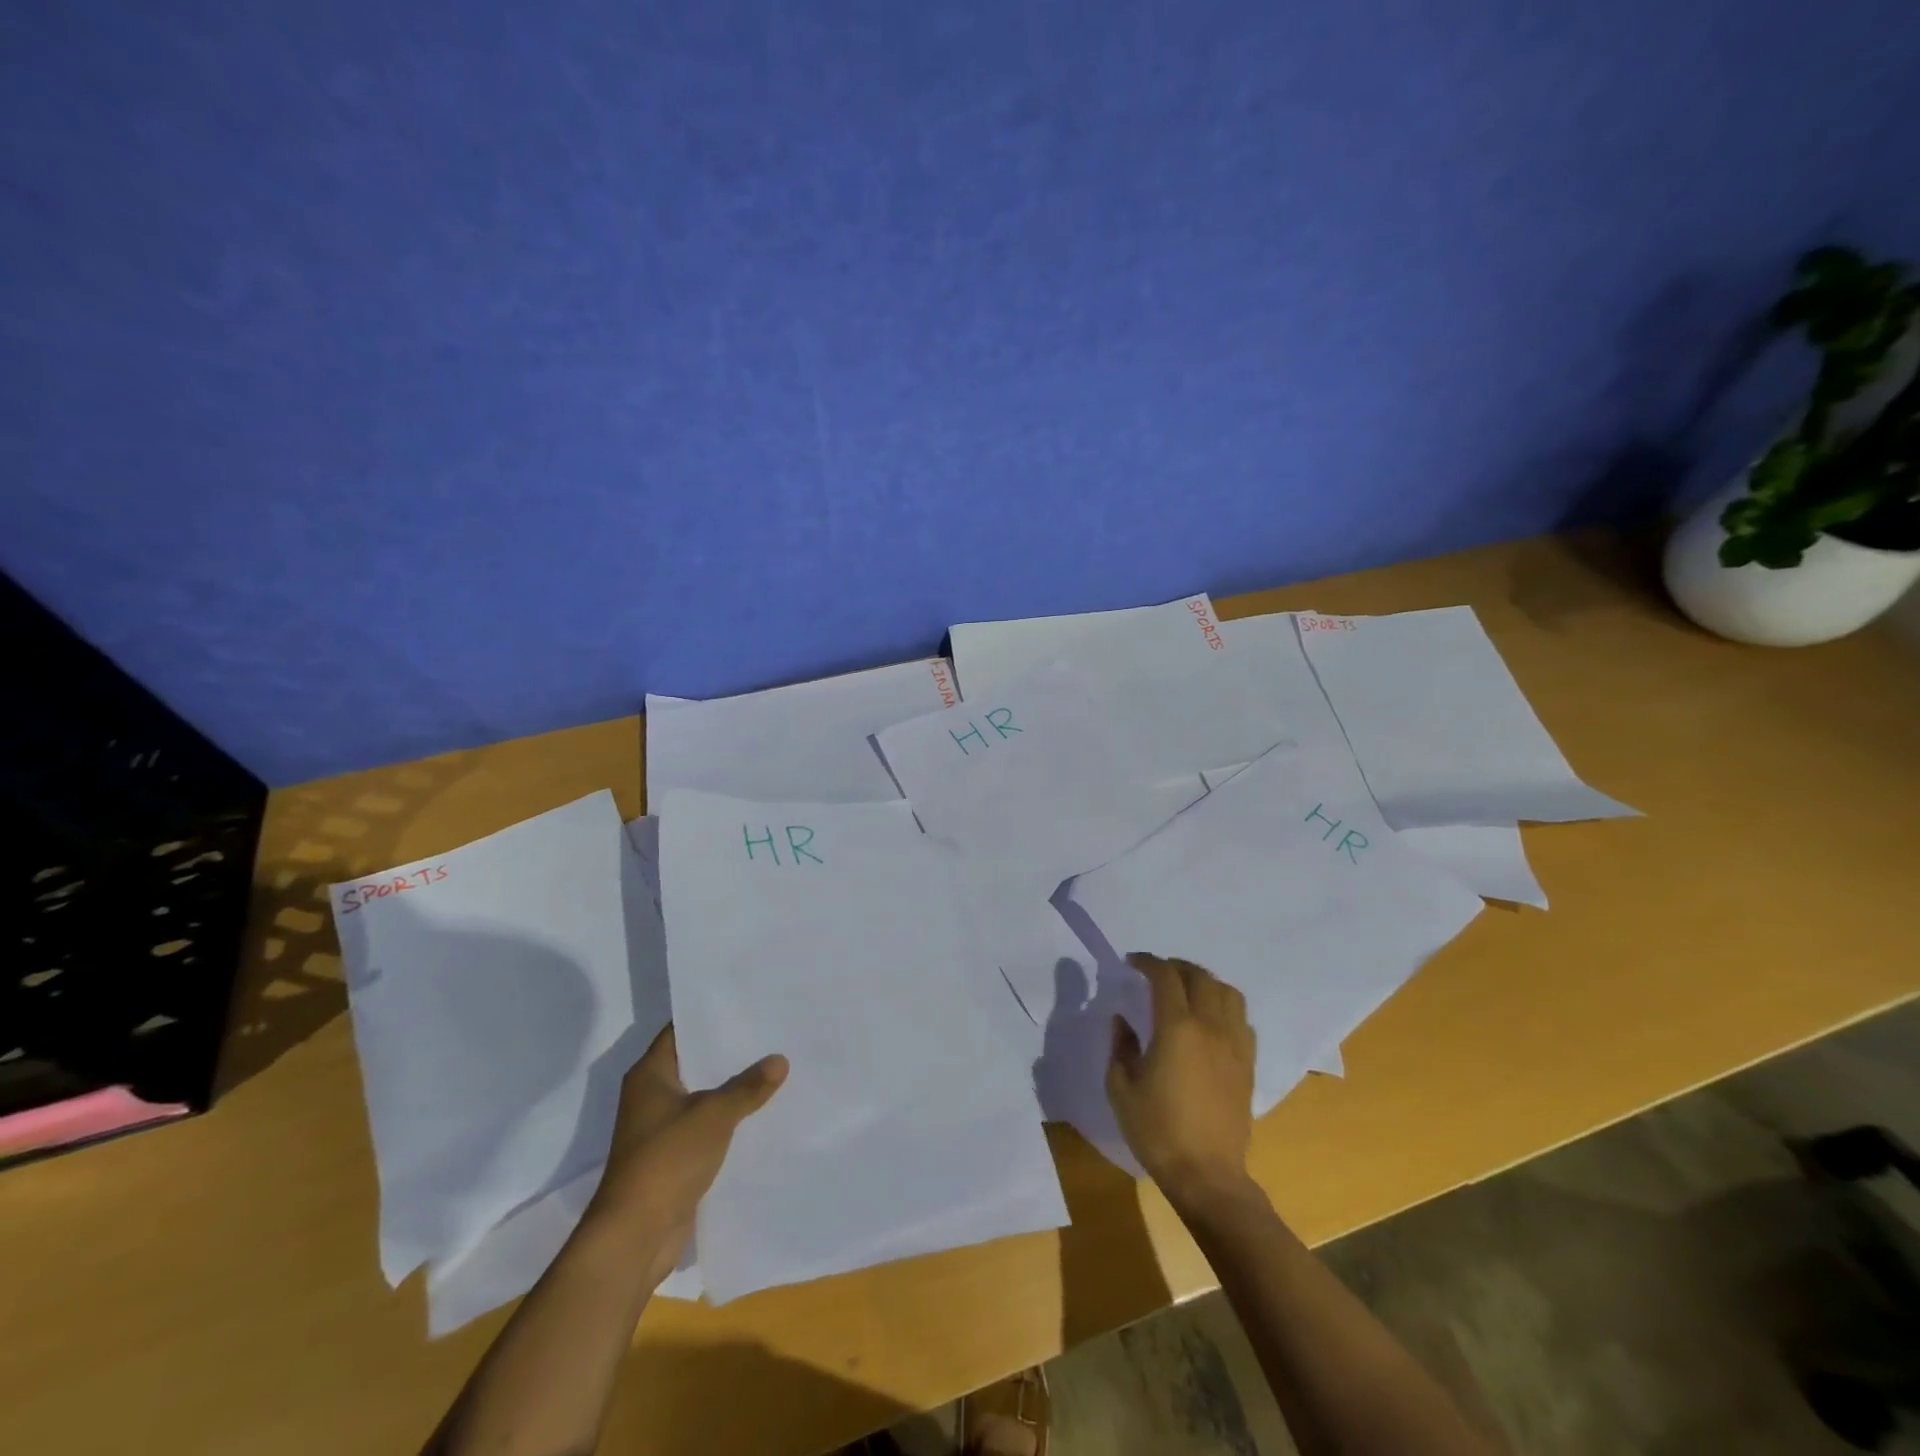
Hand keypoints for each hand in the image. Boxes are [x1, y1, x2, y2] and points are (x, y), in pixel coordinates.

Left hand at [585, 1024, 787, 1282]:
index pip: (681, 1030)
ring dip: (733, 1086)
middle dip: (730, 1051)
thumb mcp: (715, 1115)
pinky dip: (730, 1117)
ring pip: (705, 1094)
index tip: (747, 1003)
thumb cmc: (667, 1159)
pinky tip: (763, 1109)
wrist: (636, 1235)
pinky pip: (707, 1124)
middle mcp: (652, 1095)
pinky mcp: (675, 1154)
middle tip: (771, 1031)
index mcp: (650, 1074)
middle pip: (696, 1061)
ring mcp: (662, 1126)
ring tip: (775, 1064)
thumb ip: (748, 1086)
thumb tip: (780, 1060)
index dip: (711, 1016)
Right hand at [1107, 953, 1256, 1208]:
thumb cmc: (1156, 1131)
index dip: (1147, 962)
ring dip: (1205, 982)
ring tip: (1187, 990)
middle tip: (1156, 973)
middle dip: (1176, 966)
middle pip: (1199, 976)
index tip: (1131, 963)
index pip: (1165, 976)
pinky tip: (1211, 1021)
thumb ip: (1120, 1046)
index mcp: (1176, 1028)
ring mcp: (1234, 1044)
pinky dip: (1225, 1008)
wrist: (1207, 1174)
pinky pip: (1242, 1020)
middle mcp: (1210, 1027)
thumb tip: (1123, 1020)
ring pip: (1228, 993)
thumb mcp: (1120, 1088)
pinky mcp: (1248, 1064)